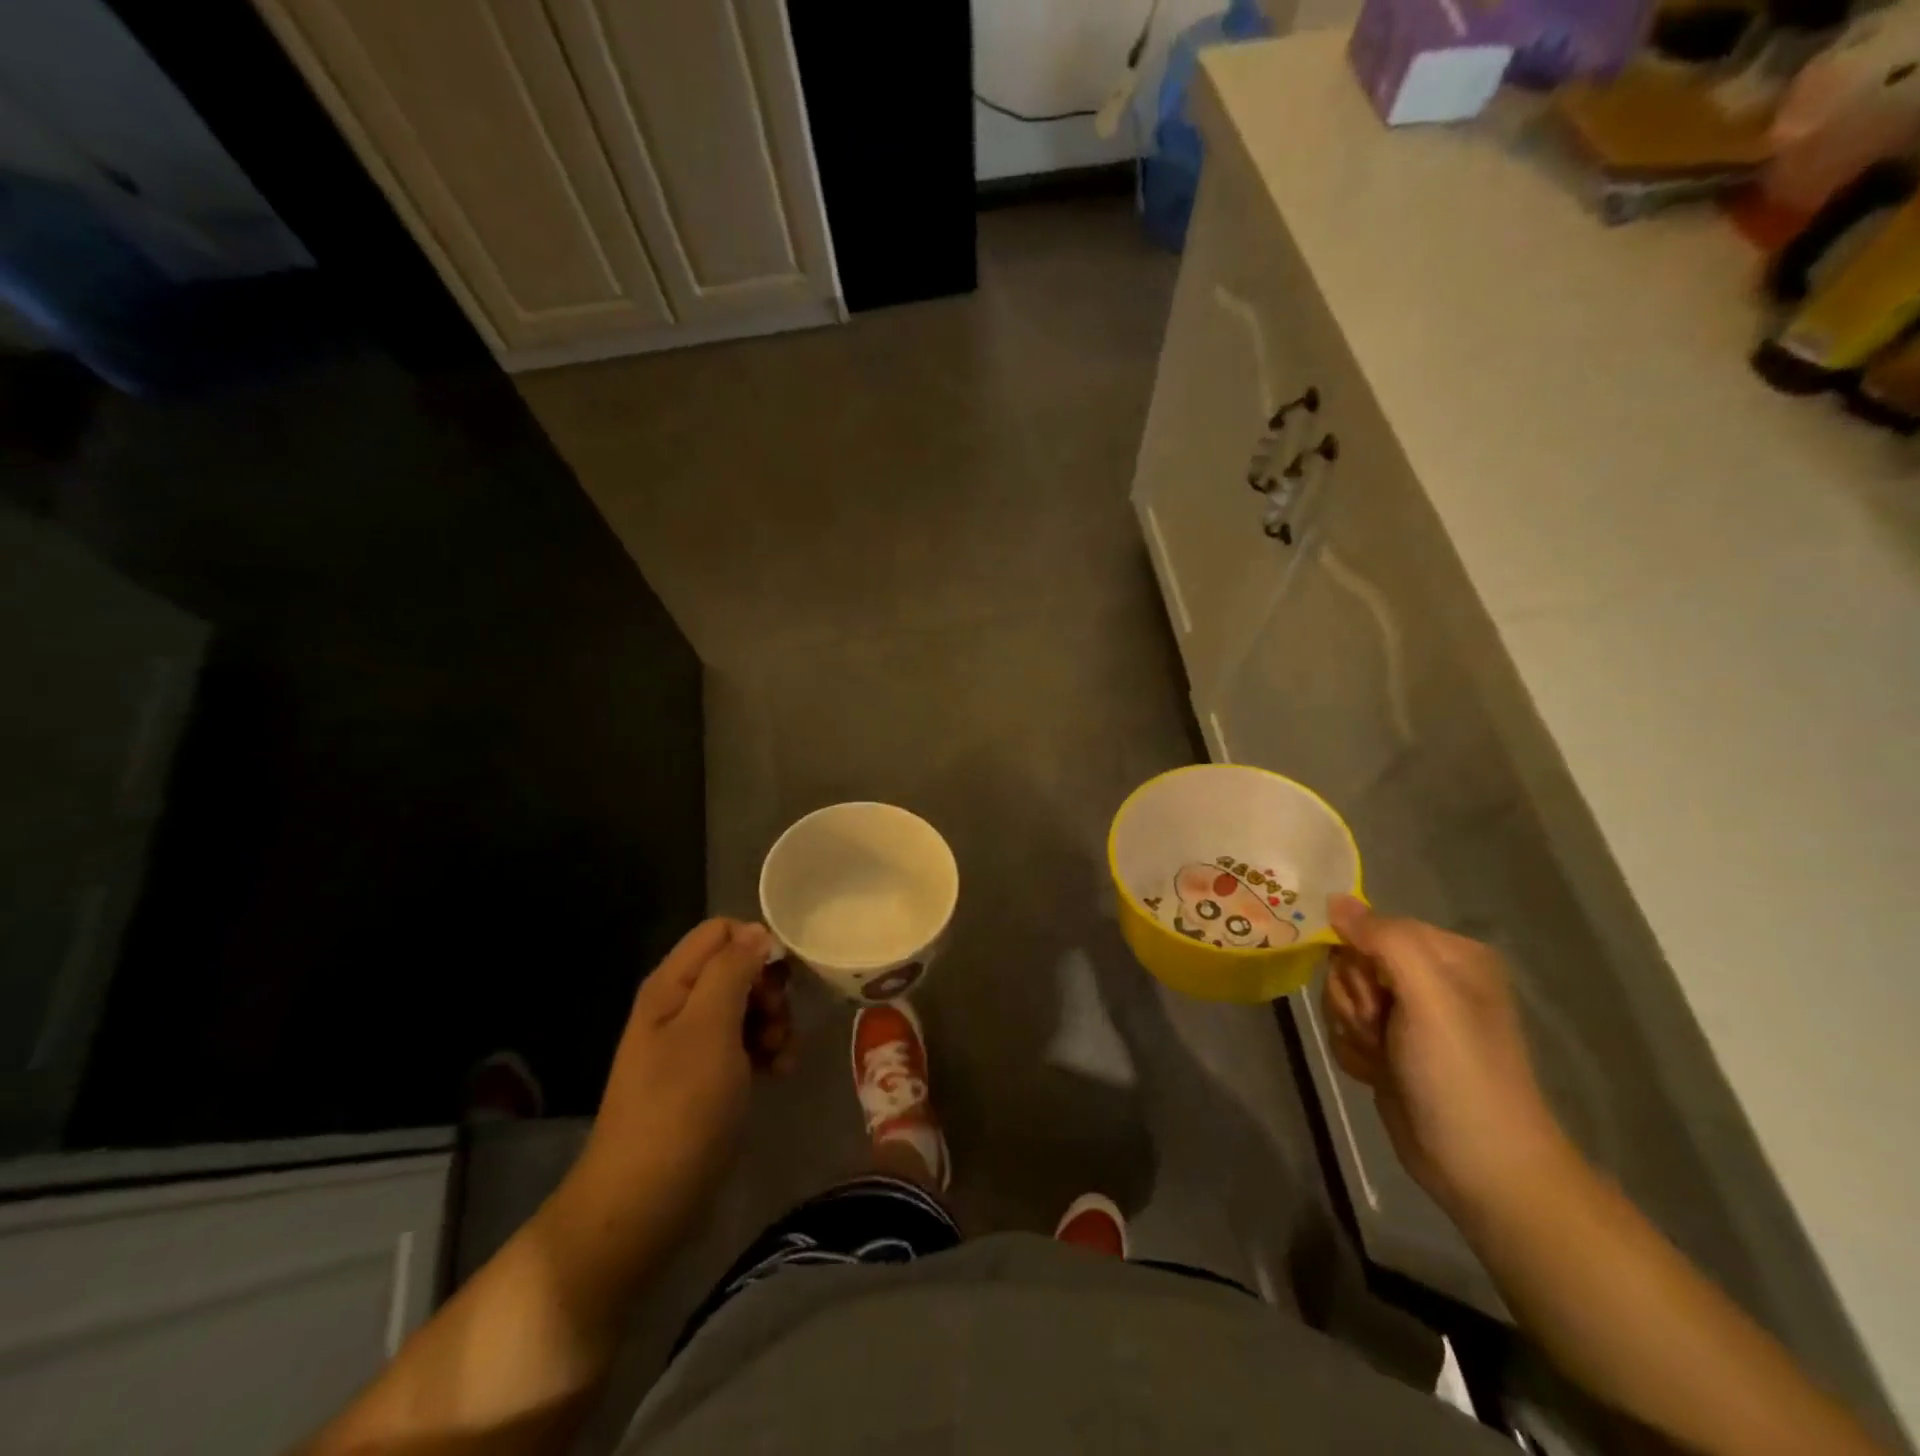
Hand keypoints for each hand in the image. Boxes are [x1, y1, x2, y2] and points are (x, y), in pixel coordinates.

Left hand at [571, 919, 793, 1245]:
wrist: (643, 1205)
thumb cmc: (679, 1108)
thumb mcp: (710, 1028)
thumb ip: (733, 970)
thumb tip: (757, 932)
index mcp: (672, 985)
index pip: (721, 931)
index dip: (756, 944)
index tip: (781, 979)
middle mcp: (680, 1006)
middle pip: (737, 967)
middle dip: (769, 989)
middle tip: (779, 1023)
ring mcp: (692, 1044)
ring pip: (746, 1006)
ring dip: (774, 1023)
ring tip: (783, 1055)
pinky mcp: (706, 1078)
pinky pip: (744, 1044)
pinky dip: (766, 1051)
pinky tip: (780, 1073)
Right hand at [1322, 895, 1570, 1218]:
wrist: (1481, 1168)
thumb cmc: (1460, 1074)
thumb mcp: (1429, 997)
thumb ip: (1383, 939)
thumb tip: (1334, 898)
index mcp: (1449, 954)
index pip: (1370, 926)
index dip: (1360, 960)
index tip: (1379, 998)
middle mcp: (1429, 977)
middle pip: (1349, 960)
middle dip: (1354, 998)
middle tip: (1382, 1031)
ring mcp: (1408, 1014)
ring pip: (1340, 994)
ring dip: (1350, 1027)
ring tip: (1383, 1058)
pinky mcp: (1389, 1046)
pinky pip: (1342, 1027)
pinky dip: (1352, 1050)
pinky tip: (1376, 1073)